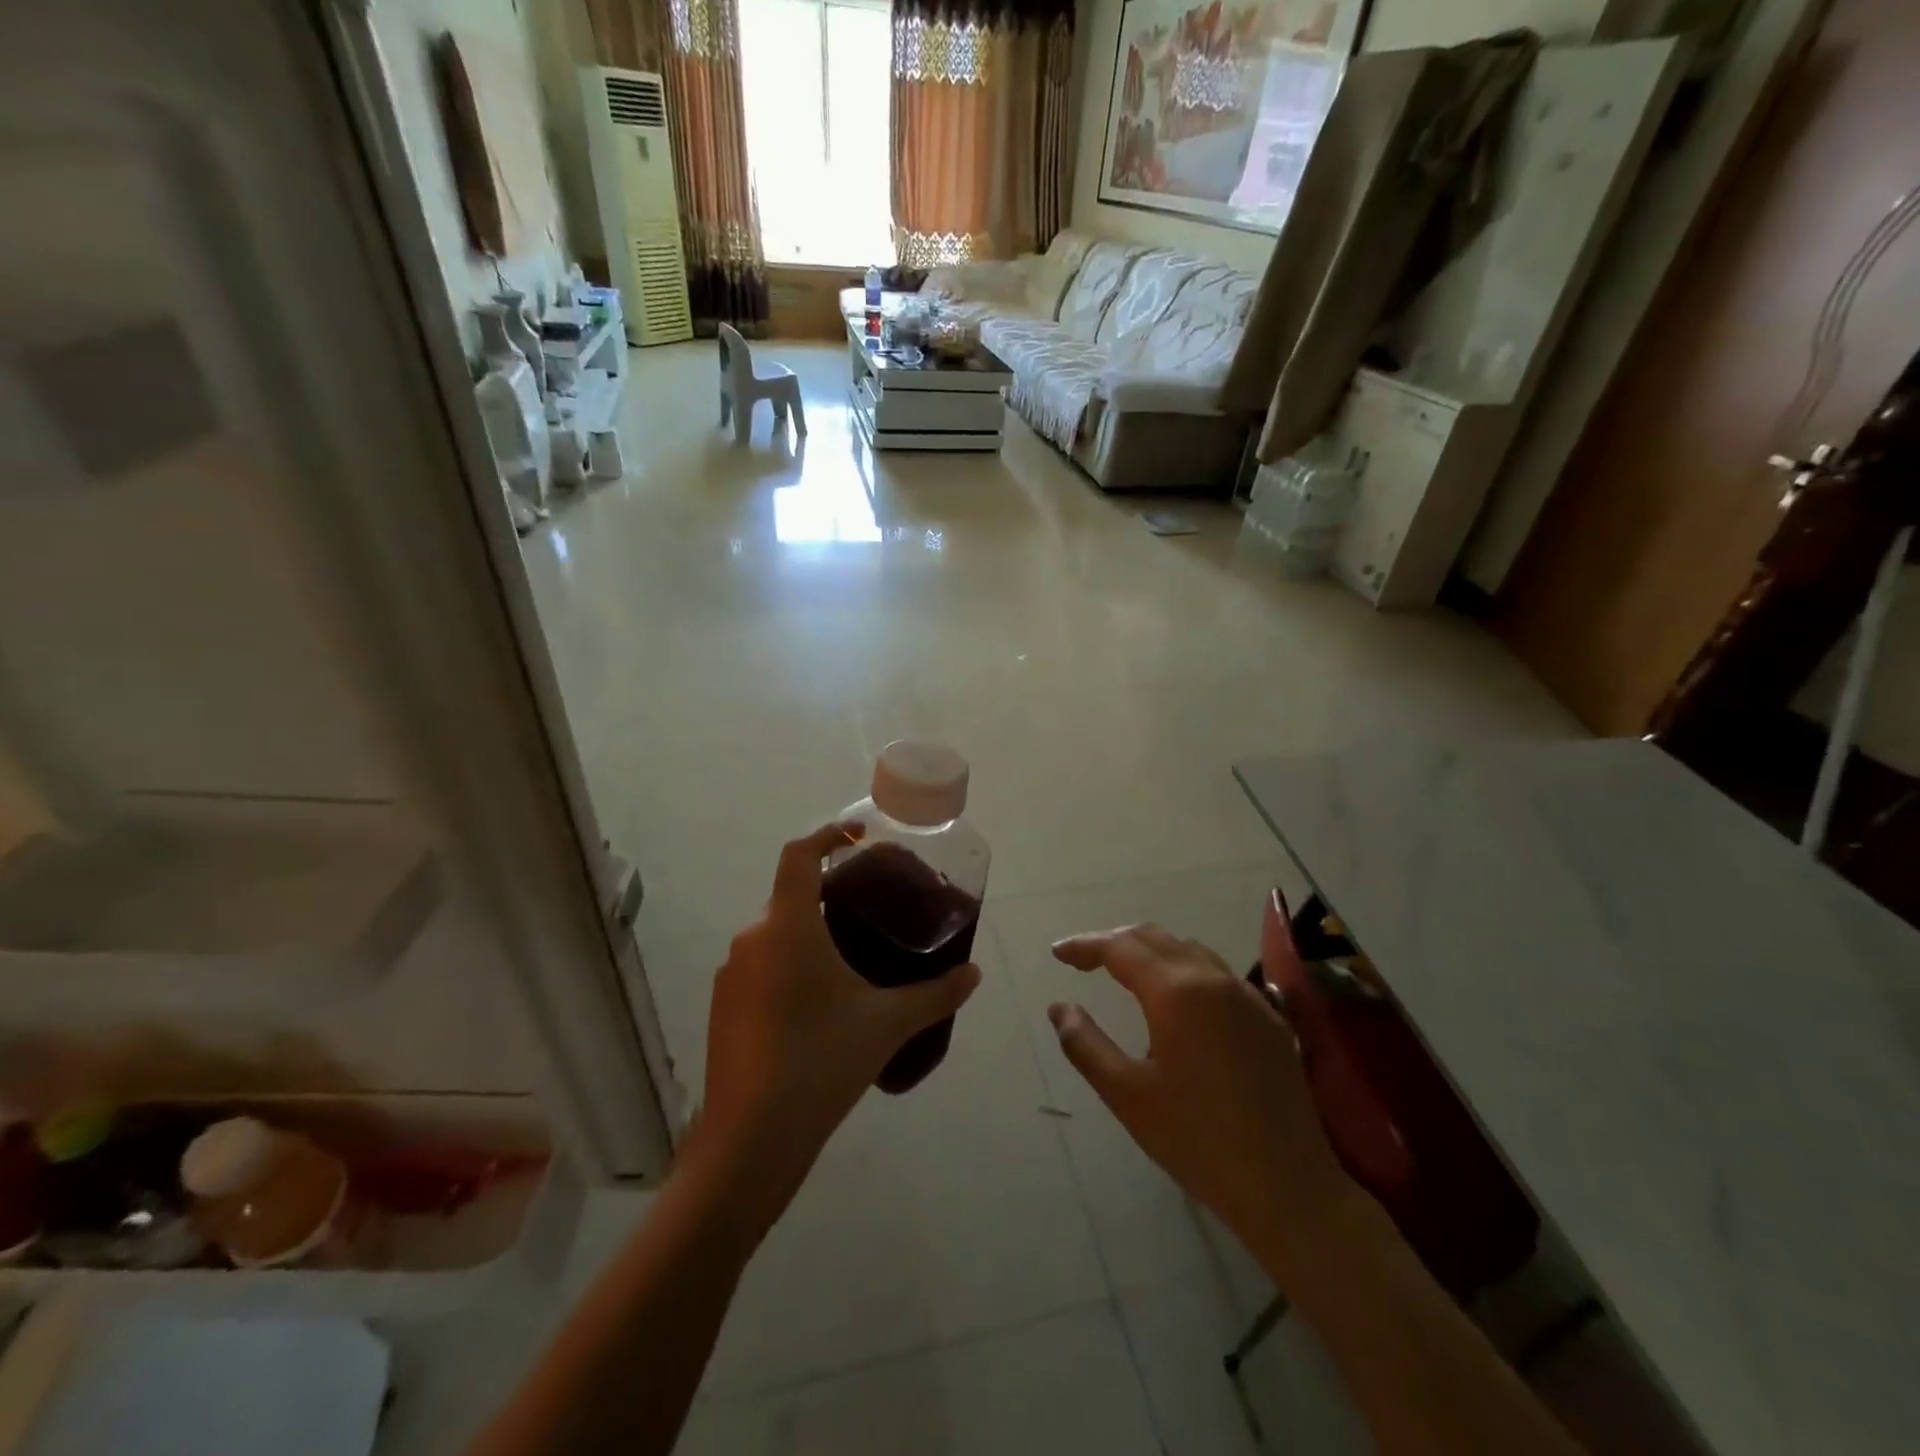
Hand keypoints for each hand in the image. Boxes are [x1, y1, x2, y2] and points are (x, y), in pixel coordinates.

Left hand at [688, 821, 981, 1241]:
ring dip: (809, 933)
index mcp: (787, 927)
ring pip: (776, 933)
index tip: (859, 836)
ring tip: (850, 957)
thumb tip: (974, 974)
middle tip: (870, 909)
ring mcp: (731, 974)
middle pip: (790, 895)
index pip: (799, 855)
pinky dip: (790, 965)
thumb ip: (935, 994)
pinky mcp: (722, 1006)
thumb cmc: (821, 1062)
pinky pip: (761, 966)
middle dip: (828, 894)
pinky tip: (818, 1003)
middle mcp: (752, 939)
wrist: (749, 1140)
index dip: (828, 835)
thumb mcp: (887, 1024)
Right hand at [1048, 925, 1355, 1280]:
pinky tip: (1178, 1001)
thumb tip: (1060, 1008)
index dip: (1085, 946)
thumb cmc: (1196, 1139)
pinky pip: (1218, 974)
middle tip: (1085, 961)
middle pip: (1155, 938)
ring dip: (1152, 951)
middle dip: (1116, 942)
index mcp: (1175, 992)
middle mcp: (1212, 979)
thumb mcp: (1126, 1094)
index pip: (1120, 948)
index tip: (1058, 954)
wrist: (1287, 1185)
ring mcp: (1247, 996)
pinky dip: (1185, 970)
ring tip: (1125, 972)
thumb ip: (1085, 1043)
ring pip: (1190, 950)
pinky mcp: (1269, 1018)